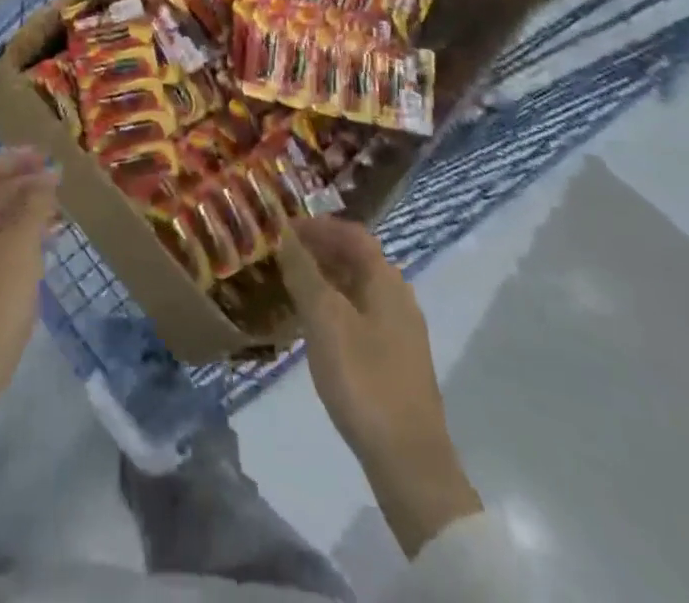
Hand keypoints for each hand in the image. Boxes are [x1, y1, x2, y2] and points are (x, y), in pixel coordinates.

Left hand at [0, 149, 58, 444]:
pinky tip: (42, 245)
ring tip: (57, 211)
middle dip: (20, 183)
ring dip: (20, 210)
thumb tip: (47, 177)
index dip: (13, 159)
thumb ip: (34, 207)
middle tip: (56, 180)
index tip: (44, 156)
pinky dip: (15, 235)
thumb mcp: (19, 251)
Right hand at [279, 218, 480, 555]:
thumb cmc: (364, 380)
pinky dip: (333, 306)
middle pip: (355, 258)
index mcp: (386, 280)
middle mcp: (397, 296)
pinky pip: (359, 314)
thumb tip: (284, 234)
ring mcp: (399, 330)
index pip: (351, 233)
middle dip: (318, 250)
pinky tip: (310, 325)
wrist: (409, 462)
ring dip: (324, 279)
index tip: (283, 227)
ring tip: (287, 284)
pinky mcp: (394, 359)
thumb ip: (304, 273)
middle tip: (279, 253)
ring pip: (356, 288)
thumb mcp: (325, 320)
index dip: (318, 225)